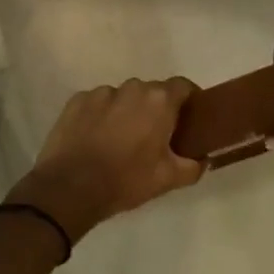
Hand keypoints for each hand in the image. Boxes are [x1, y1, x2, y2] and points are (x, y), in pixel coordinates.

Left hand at [7, 78, 204, 243]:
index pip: (182, 86)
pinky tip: (96, 140)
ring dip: (127, 112)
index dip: (189, 99)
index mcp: (158, 101)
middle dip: (156, 109)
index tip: (190, 117)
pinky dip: (101, 116)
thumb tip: (202, 159)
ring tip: (120, 140)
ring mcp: (101, 92)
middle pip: (151, 92)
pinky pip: (98, 103)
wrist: (70, 187)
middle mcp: (131, 88)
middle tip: (155, 136)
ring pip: (123, 97)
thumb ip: (193, 166)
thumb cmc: (126, 180)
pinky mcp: (77, 100)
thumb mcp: (168, 179)